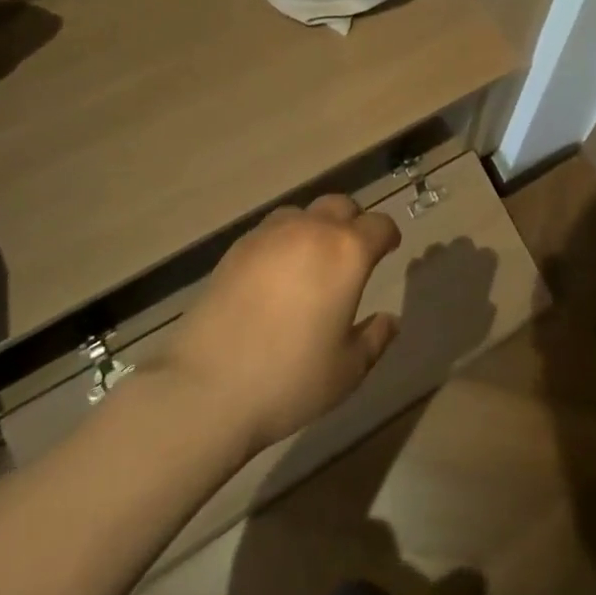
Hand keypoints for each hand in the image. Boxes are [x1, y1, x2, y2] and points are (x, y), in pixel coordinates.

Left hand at [142, 195, 401, 453]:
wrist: (206, 388)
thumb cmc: (290, 379)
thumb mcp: (348, 369)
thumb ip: (375, 338)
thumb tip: (389, 319)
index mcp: (347, 252)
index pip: (379, 225)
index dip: (388, 236)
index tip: (388, 251)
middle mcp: (311, 231)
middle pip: (341, 206)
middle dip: (353, 223)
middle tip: (352, 254)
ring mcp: (269, 235)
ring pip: (303, 213)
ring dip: (316, 228)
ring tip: (312, 261)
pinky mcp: (236, 249)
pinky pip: (271, 231)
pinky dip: (283, 242)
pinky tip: (276, 275)